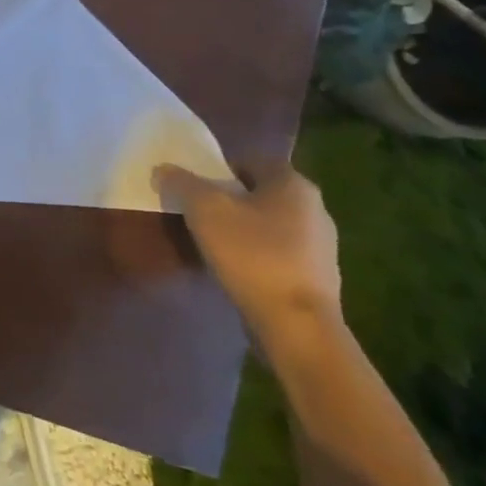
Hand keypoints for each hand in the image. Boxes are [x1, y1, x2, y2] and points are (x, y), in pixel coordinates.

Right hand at [155, 164, 342, 353]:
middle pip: (262, 192)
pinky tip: (238, 271)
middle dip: (231, 199)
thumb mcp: (204, 210)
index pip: (252, 160)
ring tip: (215, 245)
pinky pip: (280, 253)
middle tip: (200, 213)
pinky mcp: (319, 278)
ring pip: (272, 224)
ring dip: (245, 229)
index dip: (220, 169)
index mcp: (293, 184)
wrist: (297, 325)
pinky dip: (258, 256)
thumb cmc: (252, 255)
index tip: (196, 187)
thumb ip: (182, 184)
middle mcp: (315, 208)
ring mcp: (322, 246)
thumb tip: (164, 169)